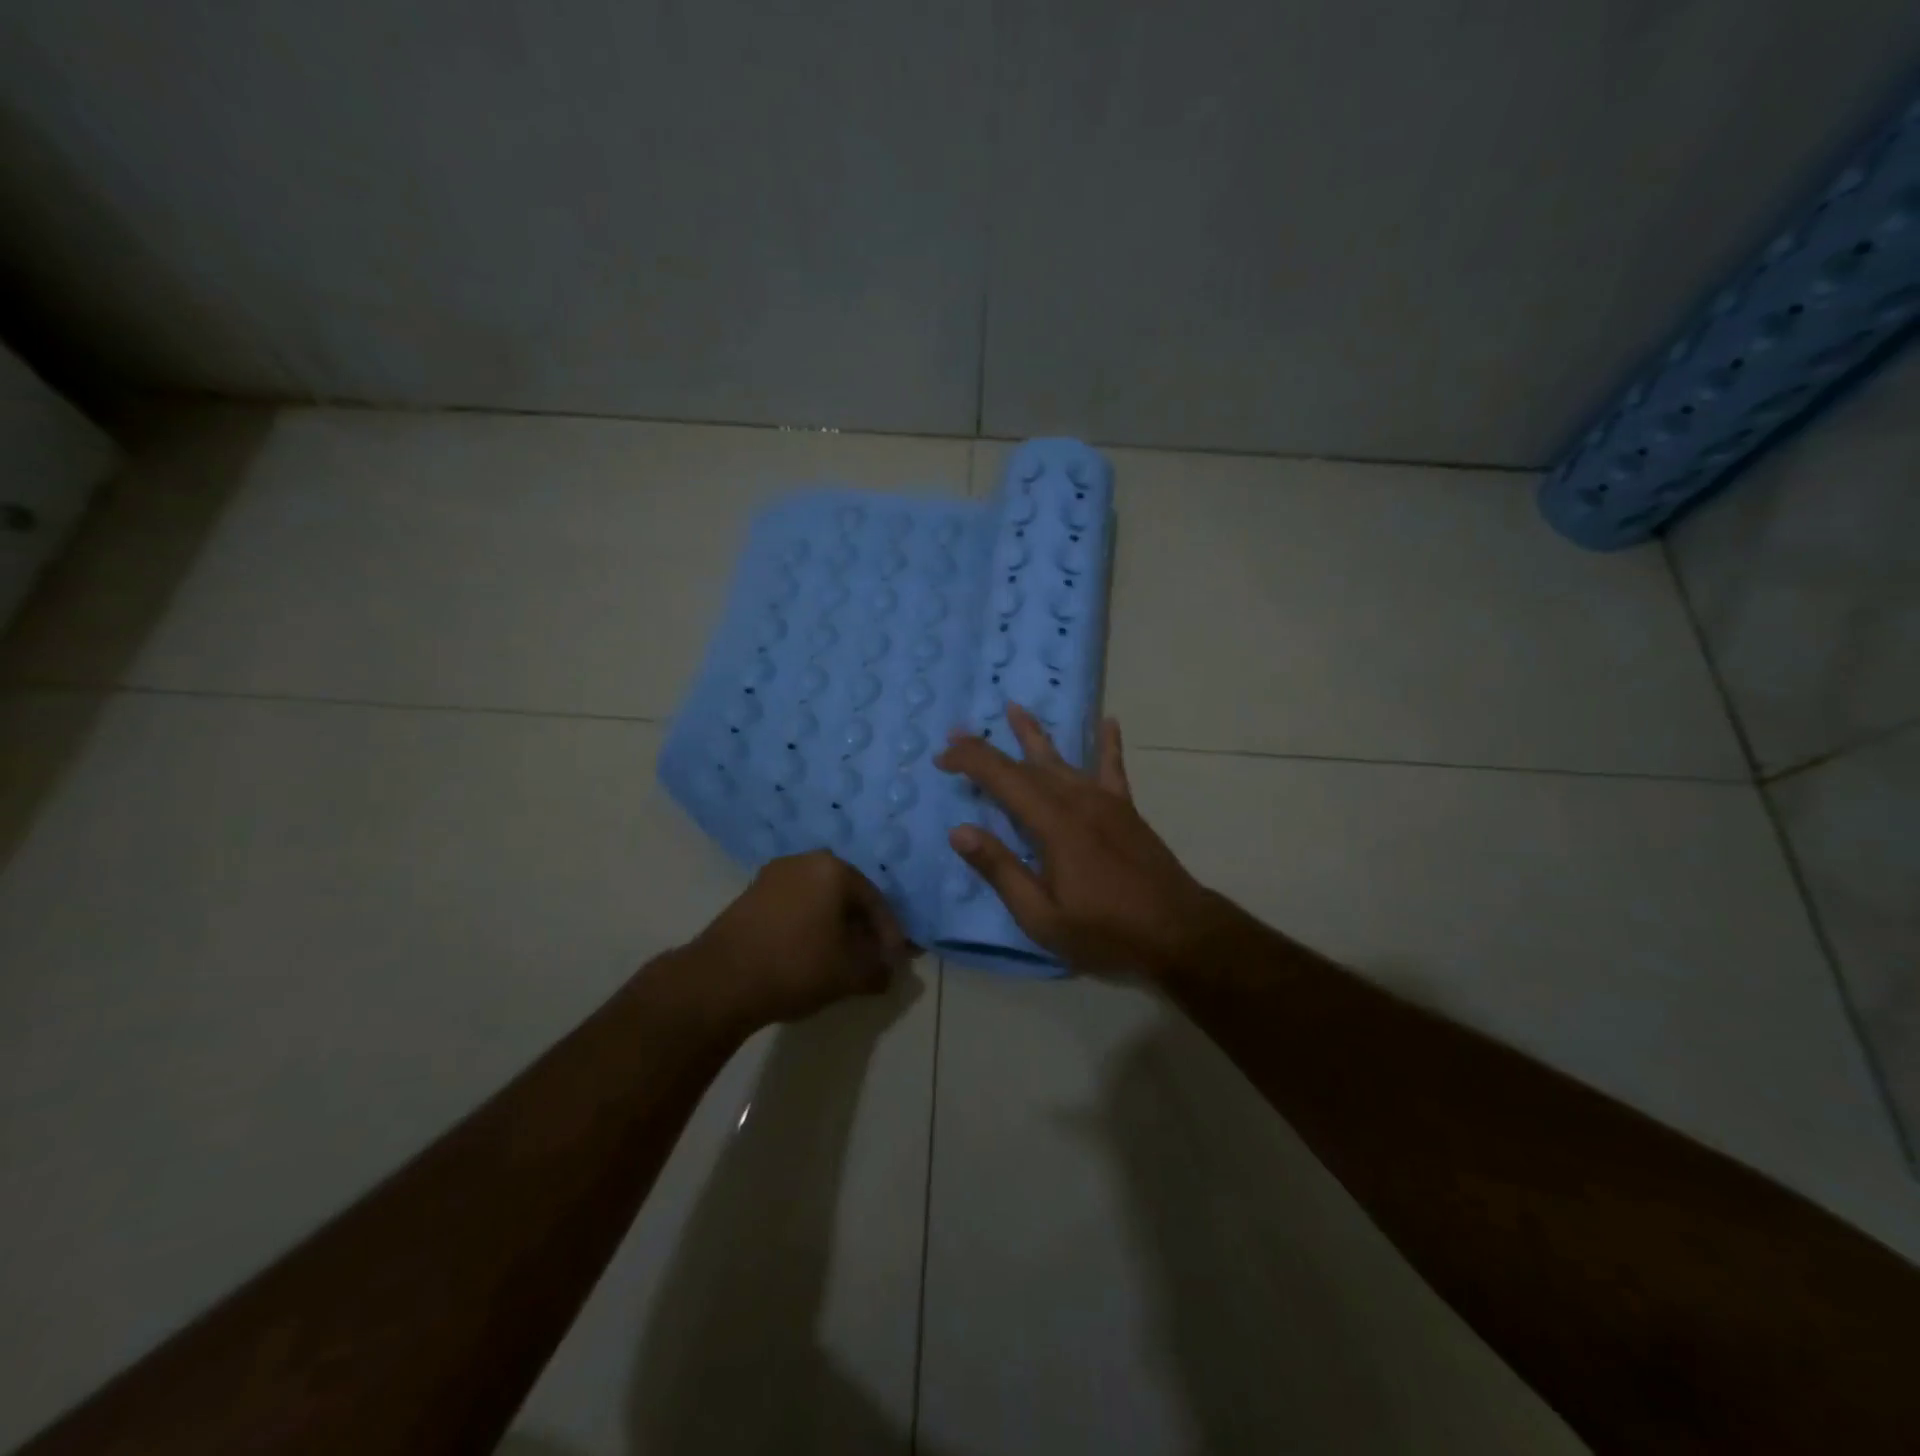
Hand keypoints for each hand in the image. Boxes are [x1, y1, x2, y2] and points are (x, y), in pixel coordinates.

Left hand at [677, 851, 912, 1031]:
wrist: (720, 980)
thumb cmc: (796, 966)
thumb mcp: (849, 974)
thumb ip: (878, 969)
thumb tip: (890, 970)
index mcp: (834, 869)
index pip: (875, 901)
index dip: (890, 934)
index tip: (896, 962)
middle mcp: (804, 861)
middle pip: (846, 896)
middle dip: (862, 928)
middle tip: (871, 958)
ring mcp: (773, 875)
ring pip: (818, 900)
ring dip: (834, 927)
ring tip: (841, 959)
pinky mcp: (749, 895)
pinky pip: (793, 907)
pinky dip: (807, 927)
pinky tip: (808, 954)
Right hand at [934, 705, 1218, 977]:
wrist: (1177, 932)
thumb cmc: (1105, 931)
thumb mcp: (1042, 916)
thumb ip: (1000, 870)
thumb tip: (959, 831)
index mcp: (1053, 824)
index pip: (1002, 779)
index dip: (970, 762)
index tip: (941, 758)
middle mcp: (1077, 801)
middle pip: (1026, 765)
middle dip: (989, 749)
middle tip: (958, 733)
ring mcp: (1105, 802)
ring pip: (1063, 760)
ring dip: (1035, 735)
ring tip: (1014, 708)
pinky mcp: (1126, 810)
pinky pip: (1112, 769)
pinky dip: (1108, 744)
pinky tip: (1109, 722)